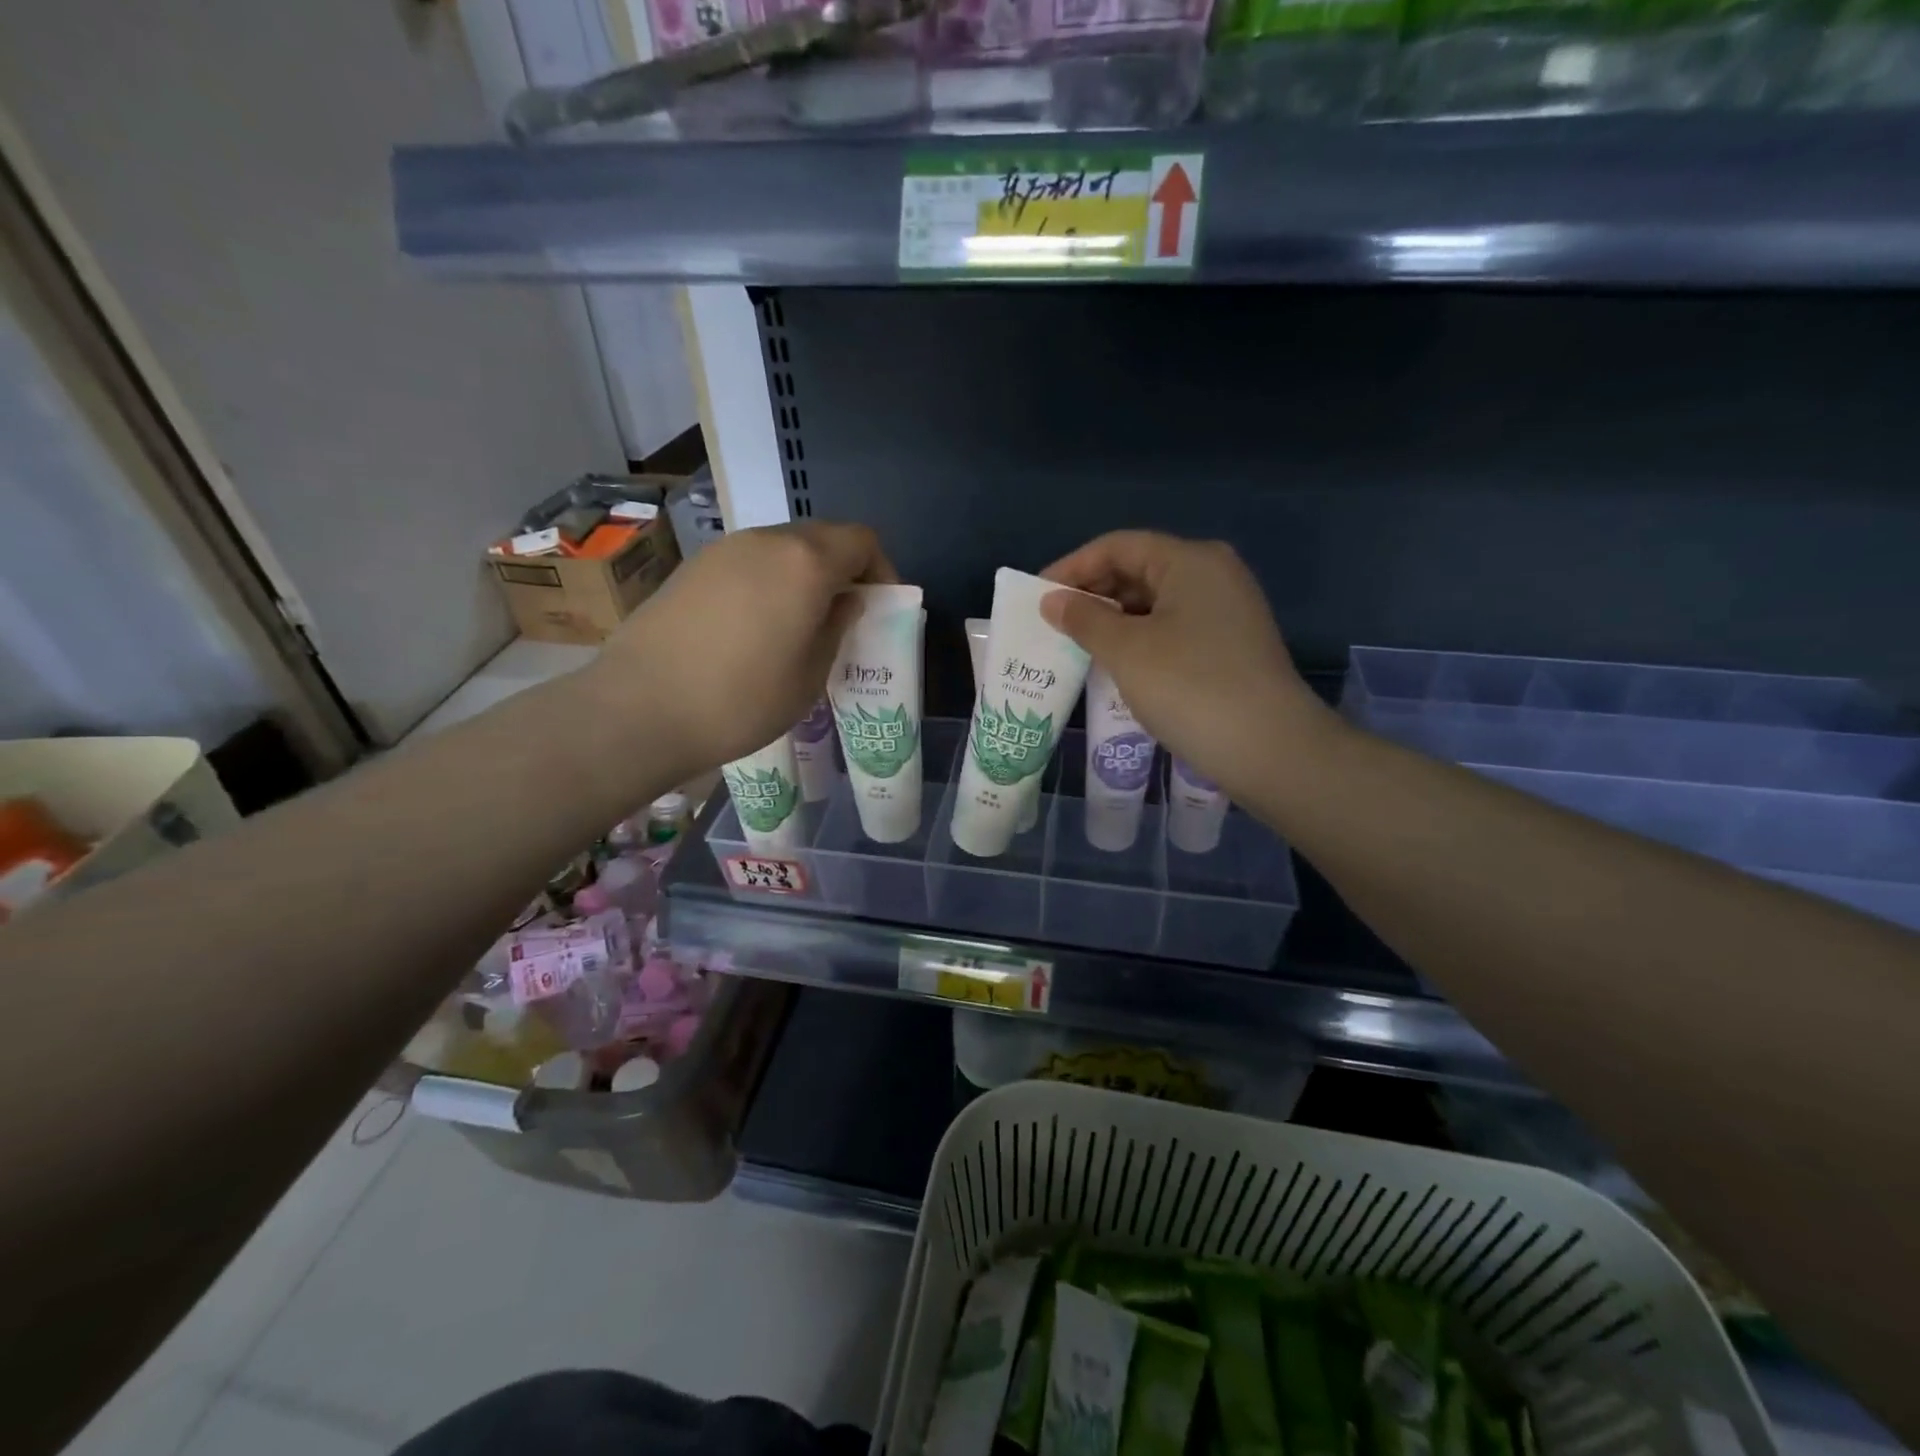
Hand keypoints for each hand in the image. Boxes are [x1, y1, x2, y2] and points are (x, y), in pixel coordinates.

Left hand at [590, 521, 894, 781]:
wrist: (639, 708)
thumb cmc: (741, 700)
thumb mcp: (809, 675)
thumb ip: (836, 628)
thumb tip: (844, 602)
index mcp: (805, 563)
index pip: (861, 540)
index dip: (881, 569)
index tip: (879, 607)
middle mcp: (766, 541)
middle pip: (822, 537)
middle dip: (843, 570)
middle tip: (844, 616)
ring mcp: (724, 550)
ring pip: (783, 548)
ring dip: (804, 575)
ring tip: (800, 624)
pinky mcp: (693, 567)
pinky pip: (748, 562)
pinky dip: (768, 581)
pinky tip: (756, 626)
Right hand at [1040, 532, 1335, 803]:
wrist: (1269, 748)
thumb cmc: (1190, 687)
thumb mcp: (1126, 651)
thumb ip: (1084, 619)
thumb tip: (1052, 601)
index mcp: (1190, 561)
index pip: (1118, 546)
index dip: (1072, 567)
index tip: (1037, 596)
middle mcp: (1213, 574)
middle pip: (1139, 569)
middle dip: (1093, 593)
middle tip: (1053, 623)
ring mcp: (1227, 610)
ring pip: (1155, 602)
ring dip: (1113, 619)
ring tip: (1076, 644)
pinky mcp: (1230, 644)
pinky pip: (1173, 627)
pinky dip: (1139, 638)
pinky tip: (1115, 662)